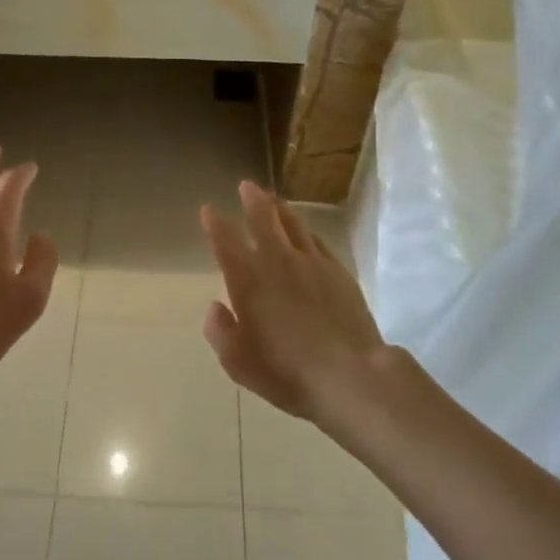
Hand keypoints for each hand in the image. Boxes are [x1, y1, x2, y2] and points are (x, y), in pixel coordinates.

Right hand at [201, 182, 387, 421]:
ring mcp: (311, 261)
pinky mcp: (337, 270)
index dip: (215, 222)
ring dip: (279, 207)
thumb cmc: (288, 373)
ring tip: (273, 197)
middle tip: (246, 185)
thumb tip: (215, 307)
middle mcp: (277, 260)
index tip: (208, 209)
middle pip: (262, 217)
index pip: (225, 240)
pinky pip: (317, 240)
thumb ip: (220, 332)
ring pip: (292, 222)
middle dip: (251, 199)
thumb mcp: (239, 363)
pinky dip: (305, 230)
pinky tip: (305, 231)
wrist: (350, 374)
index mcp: (248, 280)